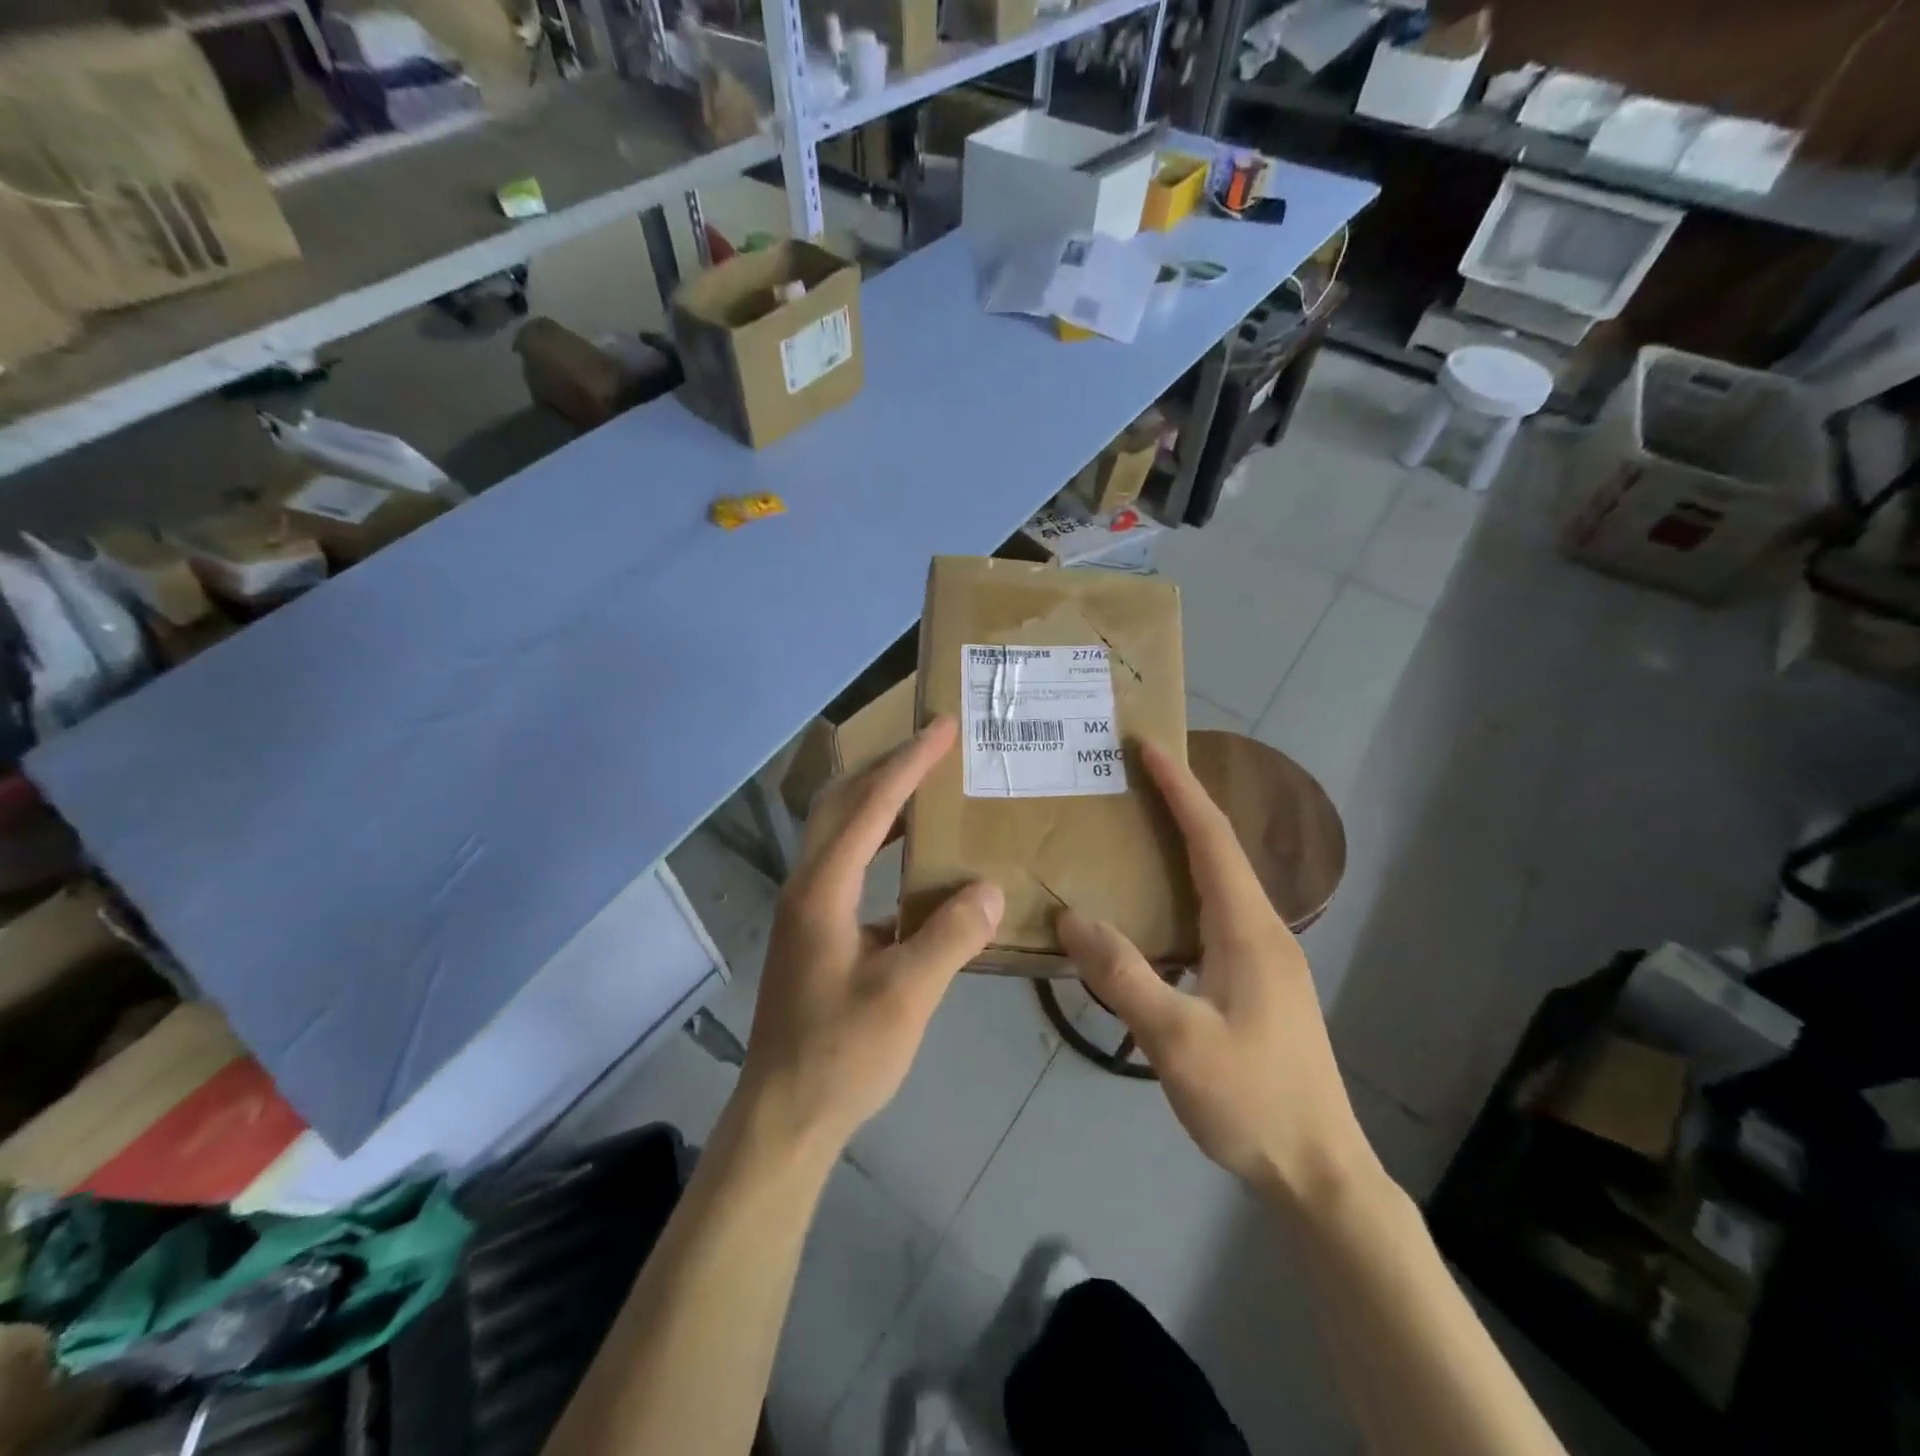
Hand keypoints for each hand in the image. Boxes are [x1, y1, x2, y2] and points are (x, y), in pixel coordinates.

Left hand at [736, 716, 1004, 1160]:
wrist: (785, 1114)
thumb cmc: (842, 1053)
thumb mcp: (907, 995)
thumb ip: (950, 936)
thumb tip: (988, 887)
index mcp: (823, 889)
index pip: (870, 806)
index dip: (908, 763)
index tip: (943, 729)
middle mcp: (808, 885)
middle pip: (843, 803)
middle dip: (888, 768)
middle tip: (935, 747)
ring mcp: (808, 908)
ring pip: (842, 832)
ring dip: (882, 802)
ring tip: (929, 788)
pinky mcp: (816, 930)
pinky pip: (850, 864)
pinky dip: (881, 843)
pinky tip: (915, 860)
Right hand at [1057, 740, 1374, 1209]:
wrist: (1319, 1170)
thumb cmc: (1252, 1100)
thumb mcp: (1178, 1041)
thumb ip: (1124, 976)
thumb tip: (1073, 918)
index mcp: (1248, 929)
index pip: (1211, 838)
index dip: (1180, 789)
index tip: (1148, 747)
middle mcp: (1262, 930)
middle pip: (1219, 849)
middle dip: (1180, 804)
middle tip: (1131, 777)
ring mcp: (1265, 957)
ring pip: (1219, 881)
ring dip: (1184, 843)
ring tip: (1137, 826)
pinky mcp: (1259, 981)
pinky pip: (1216, 912)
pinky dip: (1184, 885)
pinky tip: (1156, 905)